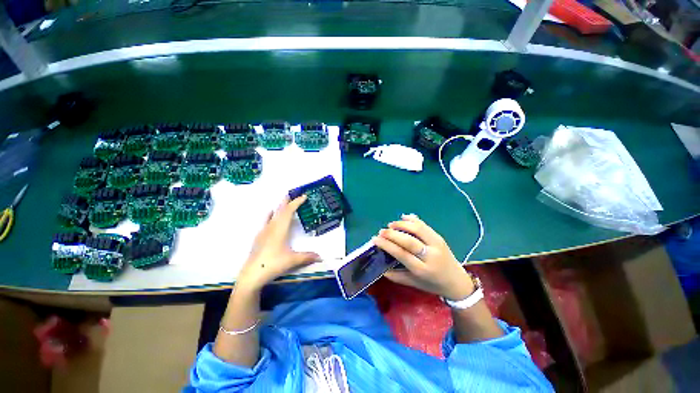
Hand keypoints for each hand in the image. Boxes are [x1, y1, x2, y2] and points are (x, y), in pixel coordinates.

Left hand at [237, 195, 319, 290]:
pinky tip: (269, 215)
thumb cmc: (273, 264)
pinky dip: (270, 215)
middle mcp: (271, 227)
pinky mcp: (259, 238)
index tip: (304, 196)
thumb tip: (321, 257)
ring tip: (283, 202)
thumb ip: (307, 257)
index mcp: (280, 229)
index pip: (289, 211)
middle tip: (291, 193)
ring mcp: (263, 232)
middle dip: (286, 201)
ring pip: (272, 215)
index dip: (296, 202)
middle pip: (279, 210)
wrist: (251, 275)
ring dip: (279, 207)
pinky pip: (266, 221)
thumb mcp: (292, 260)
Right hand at [373, 214, 474, 300]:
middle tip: (381, 231)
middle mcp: (430, 256)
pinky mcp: (440, 237)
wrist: (457, 281)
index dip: (387, 245)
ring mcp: (437, 244)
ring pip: (418, 230)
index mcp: (422, 270)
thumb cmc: (432, 284)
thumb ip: (396, 276)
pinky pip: (425, 226)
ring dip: (402, 224)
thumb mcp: (414, 284)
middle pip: (409, 241)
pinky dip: (414, 220)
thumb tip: (380, 267)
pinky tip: (404, 217)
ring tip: (391, 224)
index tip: (375, 239)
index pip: (402, 254)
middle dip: (392, 234)